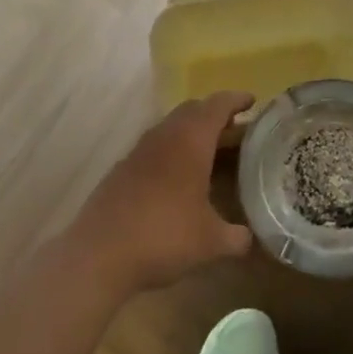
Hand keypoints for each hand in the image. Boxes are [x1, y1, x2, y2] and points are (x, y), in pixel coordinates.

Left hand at [72, 92, 254, 291]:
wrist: (99, 254)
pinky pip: (155, 146)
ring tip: (211, 151)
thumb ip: (237, 237)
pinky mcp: (123, 168)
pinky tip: (179, 177)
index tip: (253, 101)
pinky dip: (173, 150)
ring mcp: (140, 150)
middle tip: (237, 129)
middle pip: (193, 109)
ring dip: (192, 131)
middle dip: (215, 114)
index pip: (218, 105)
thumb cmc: (163, 236)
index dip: (237, 100)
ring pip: (171, 127)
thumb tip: (251, 238)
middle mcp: (165, 136)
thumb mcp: (210, 242)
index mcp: (191, 141)